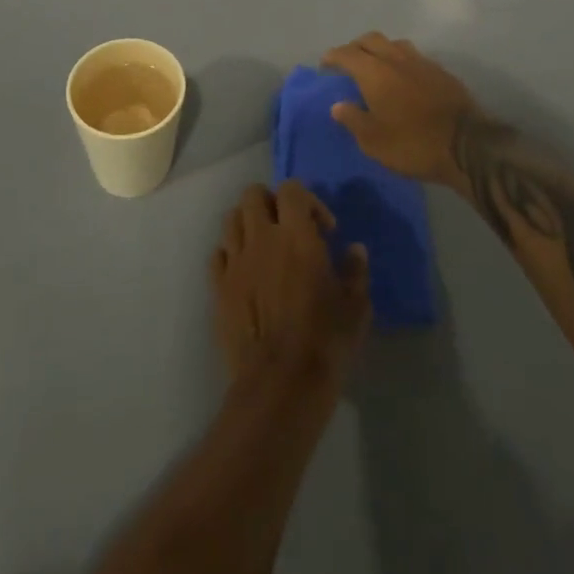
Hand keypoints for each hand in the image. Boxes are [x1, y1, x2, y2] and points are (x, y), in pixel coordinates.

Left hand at [211, 182, 370, 390]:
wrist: (280, 384)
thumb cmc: (325, 342)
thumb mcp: (355, 307)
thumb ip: (355, 271)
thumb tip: (355, 249)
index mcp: (296, 235)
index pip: (291, 189)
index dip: (308, 200)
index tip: (324, 229)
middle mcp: (261, 238)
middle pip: (253, 194)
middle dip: (271, 202)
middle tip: (289, 228)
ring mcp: (235, 261)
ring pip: (231, 218)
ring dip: (248, 223)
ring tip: (265, 246)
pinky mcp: (218, 287)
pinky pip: (218, 253)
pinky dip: (231, 253)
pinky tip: (246, 272)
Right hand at [321, 32, 477, 187]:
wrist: (468, 145)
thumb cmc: (413, 144)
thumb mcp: (374, 141)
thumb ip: (353, 119)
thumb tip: (338, 105)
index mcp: (375, 72)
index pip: (347, 53)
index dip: (333, 56)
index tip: (325, 64)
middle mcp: (396, 59)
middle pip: (371, 40)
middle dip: (355, 47)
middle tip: (348, 63)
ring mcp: (422, 62)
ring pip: (394, 44)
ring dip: (380, 50)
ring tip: (376, 67)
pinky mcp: (441, 72)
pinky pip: (414, 57)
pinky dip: (401, 61)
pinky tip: (403, 78)